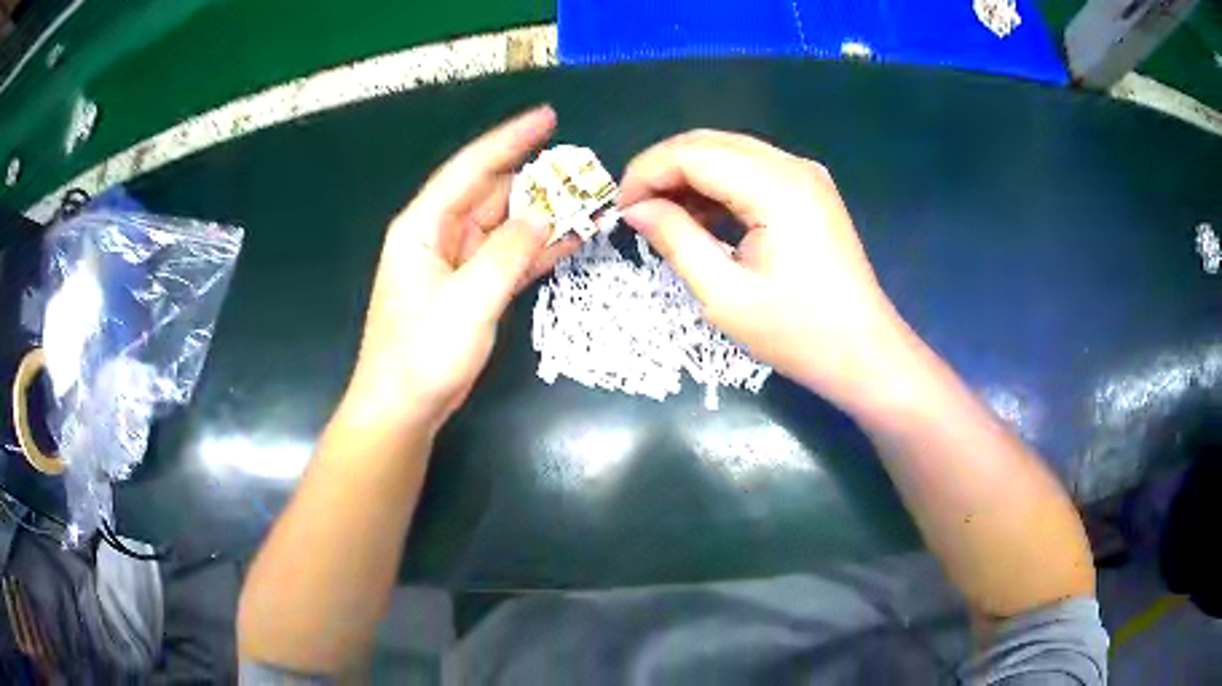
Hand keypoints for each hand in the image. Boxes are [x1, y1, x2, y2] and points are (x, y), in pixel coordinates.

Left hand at [342, 107, 577, 435]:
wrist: (405, 406)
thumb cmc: (423, 353)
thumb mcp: (468, 299)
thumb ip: (509, 251)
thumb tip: (547, 212)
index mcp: (425, 225)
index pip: (472, 167)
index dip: (510, 139)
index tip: (548, 117)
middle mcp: (440, 234)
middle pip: (494, 193)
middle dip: (538, 181)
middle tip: (585, 171)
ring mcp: (457, 261)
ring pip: (506, 224)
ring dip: (544, 215)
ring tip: (589, 202)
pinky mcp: (472, 286)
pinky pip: (510, 255)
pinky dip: (538, 247)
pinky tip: (573, 238)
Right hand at [619, 130, 909, 404]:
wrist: (863, 353)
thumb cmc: (797, 334)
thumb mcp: (724, 295)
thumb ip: (676, 240)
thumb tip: (636, 210)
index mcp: (776, 188)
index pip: (693, 153)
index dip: (647, 172)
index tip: (620, 208)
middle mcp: (793, 166)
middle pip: (710, 143)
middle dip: (664, 170)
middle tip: (636, 211)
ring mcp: (805, 175)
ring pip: (729, 152)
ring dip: (690, 176)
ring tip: (663, 217)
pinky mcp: (809, 190)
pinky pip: (751, 170)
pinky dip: (719, 186)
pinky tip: (701, 217)